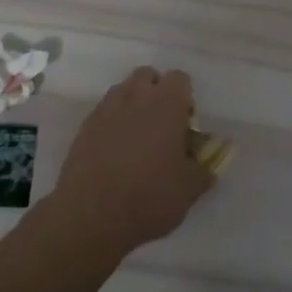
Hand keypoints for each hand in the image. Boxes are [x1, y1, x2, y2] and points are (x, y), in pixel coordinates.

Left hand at [49, 67, 213, 257]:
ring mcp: (105, 110)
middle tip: (162, 126)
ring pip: (123, 91)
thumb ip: (202, 171)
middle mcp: (135, 97)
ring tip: (138, 138)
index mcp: (166, 104)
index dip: (185, 98)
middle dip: (156, 92)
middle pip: (147, 76)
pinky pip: (104, 113)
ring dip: (133, 104)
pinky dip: (113, 123)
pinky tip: (115, 152)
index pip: (180, 78)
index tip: (186, 125)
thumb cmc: (150, 197)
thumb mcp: (189, 190)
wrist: (91, 216)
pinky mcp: (84, 128)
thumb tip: (207, 166)